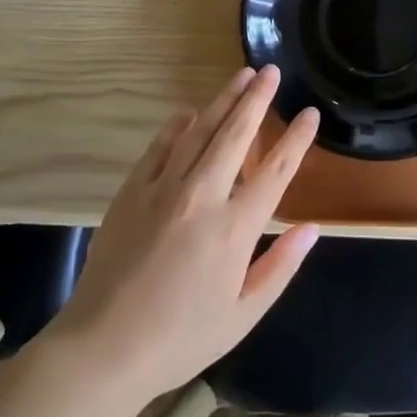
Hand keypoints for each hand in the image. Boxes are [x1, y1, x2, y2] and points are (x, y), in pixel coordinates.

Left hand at [47, 65, 320, 404]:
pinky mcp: (132, 190)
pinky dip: (177, 125)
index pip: (275, 171)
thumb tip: (312, 228)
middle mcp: (203, 196)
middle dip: (257, 99)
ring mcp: (163, 188)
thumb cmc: (180, 338)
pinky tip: (189, 111)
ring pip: (200, 131)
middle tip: (271, 70)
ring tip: (241, 76)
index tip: (309, 113)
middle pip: (236, 134)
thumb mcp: (242, 315)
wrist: (104, 346)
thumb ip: (280, 267)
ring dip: (223, 100)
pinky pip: (160, 146)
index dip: (296, 139)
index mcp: (235, 228)